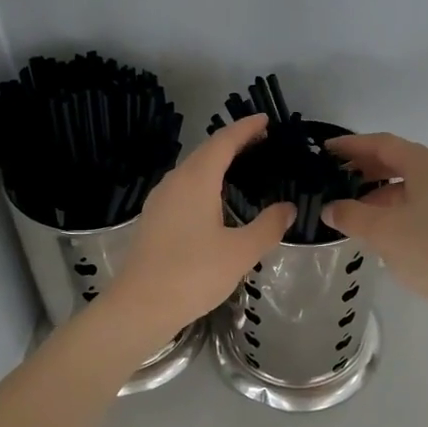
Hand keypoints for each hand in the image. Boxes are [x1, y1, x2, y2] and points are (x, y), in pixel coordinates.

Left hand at [108, 116, 293, 340]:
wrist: (140, 306)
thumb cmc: (193, 274)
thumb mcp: (240, 252)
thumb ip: (268, 226)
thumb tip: (287, 208)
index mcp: (196, 180)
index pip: (224, 142)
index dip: (246, 128)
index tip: (265, 120)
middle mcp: (175, 182)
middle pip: (206, 151)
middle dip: (233, 142)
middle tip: (261, 141)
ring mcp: (160, 200)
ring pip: (192, 170)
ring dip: (217, 162)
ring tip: (242, 166)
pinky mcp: (153, 219)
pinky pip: (184, 187)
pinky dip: (205, 181)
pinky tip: (215, 199)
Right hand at [322, 133, 427, 315]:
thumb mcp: (382, 232)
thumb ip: (351, 215)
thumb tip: (331, 209)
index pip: (383, 144)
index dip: (352, 146)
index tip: (327, 150)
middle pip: (401, 162)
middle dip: (368, 170)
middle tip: (339, 180)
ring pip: (416, 186)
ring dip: (385, 194)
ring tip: (359, 214)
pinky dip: (404, 210)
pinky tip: (391, 233)